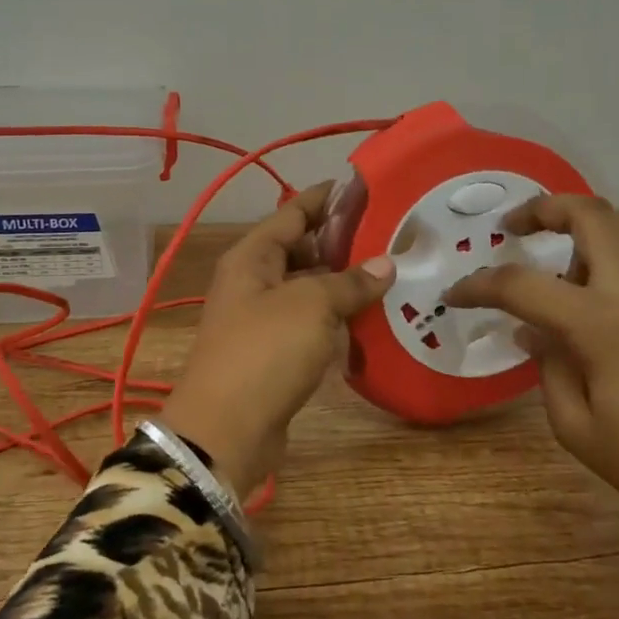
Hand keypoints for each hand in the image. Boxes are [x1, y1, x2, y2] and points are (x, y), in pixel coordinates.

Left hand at [160, 182, 395, 498]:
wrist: (226, 430)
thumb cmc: (265, 352)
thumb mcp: (311, 306)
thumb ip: (349, 282)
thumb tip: (385, 264)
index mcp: (252, 256)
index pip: (293, 212)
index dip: (327, 198)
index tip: (367, 187)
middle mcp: (254, 281)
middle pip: (301, 249)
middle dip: (342, 242)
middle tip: (393, 236)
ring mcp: (262, 319)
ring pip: (308, 288)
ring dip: (343, 282)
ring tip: (392, 273)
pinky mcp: (274, 353)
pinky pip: (310, 323)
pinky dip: (337, 318)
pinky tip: (372, 317)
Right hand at [445, 197, 618, 563]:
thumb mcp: (580, 430)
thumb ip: (548, 370)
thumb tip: (532, 333)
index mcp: (604, 323)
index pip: (522, 285)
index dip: (479, 286)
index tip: (456, 294)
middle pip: (590, 213)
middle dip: (542, 209)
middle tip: (515, 229)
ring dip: (590, 226)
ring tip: (569, 263)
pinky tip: (618, 283)